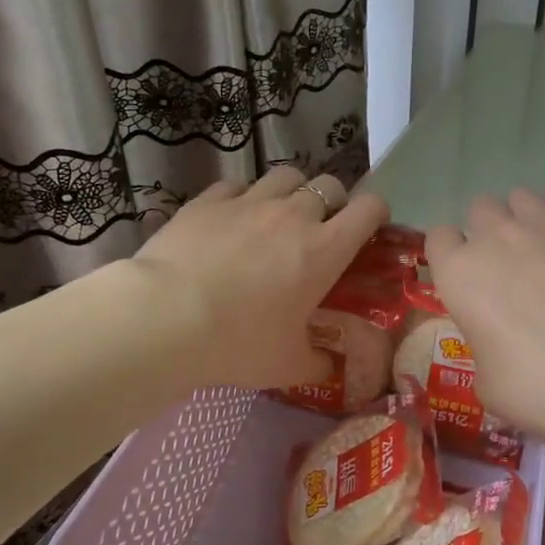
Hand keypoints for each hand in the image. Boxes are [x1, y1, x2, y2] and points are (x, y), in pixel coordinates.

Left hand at [133, 167, 389, 389]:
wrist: (168, 317)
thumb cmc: (240, 342)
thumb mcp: (287, 365)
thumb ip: (316, 364)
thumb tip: (329, 368)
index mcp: (325, 250)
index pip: (369, 209)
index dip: (376, 213)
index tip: (371, 228)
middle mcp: (294, 215)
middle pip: (328, 185)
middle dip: (333, 201)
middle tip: (320, 228)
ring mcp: (249, 202)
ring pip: (285, 176)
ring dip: (291, 192)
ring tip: (278, 215)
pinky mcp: (208, 200)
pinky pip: (237, 185)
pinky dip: (243, 197)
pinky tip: (231, 217)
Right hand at [427, 189, 544, 446]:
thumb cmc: (535, 384)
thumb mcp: (487, 381)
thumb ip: (483, 345)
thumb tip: (498, 342)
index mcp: (459, 273)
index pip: (438, 238)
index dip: (449, 254)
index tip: (463, 275)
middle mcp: (496, 237)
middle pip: (480, 208)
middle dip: (487, 229)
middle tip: (505, 263)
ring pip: (522, 198)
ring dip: (524, 218)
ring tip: (541, 248)